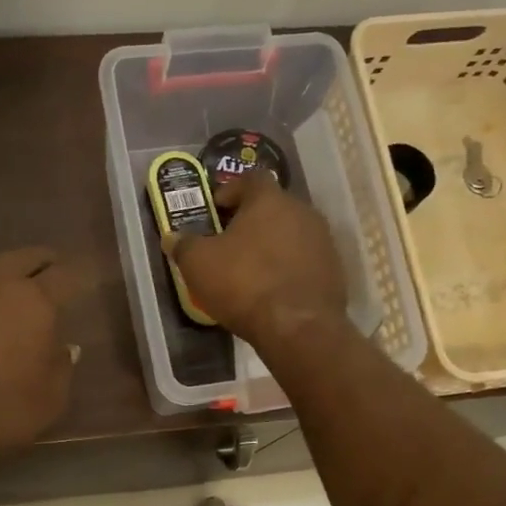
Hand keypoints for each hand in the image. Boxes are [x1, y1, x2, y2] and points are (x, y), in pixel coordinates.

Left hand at [0, 248, 79, 464]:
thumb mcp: (49, 400)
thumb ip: (61, 367)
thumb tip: (63, 347)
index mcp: (36, 299)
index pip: (68, 275)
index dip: (81, 276)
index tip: (86, 279)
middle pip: (27, 256)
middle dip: (44, 262)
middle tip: (52, 273)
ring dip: (5, 269)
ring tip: (10, 282)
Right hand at [161, 171, 347, 346]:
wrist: (298, 327)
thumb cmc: (243, 284)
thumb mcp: (199, 264)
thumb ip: (184, 245)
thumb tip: (172, 237)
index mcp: (269, 200)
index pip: (250, 178)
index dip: (230, 190)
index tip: (215, 209)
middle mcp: (302, 211)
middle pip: (273, 206)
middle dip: (251, 219)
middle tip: (229, 240)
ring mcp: (323, 240)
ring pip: (291, 232)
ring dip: (271, 244)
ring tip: (250, 267)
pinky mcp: (334, 269)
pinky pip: (304, 259)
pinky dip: (288, 266)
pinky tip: (272, 287)